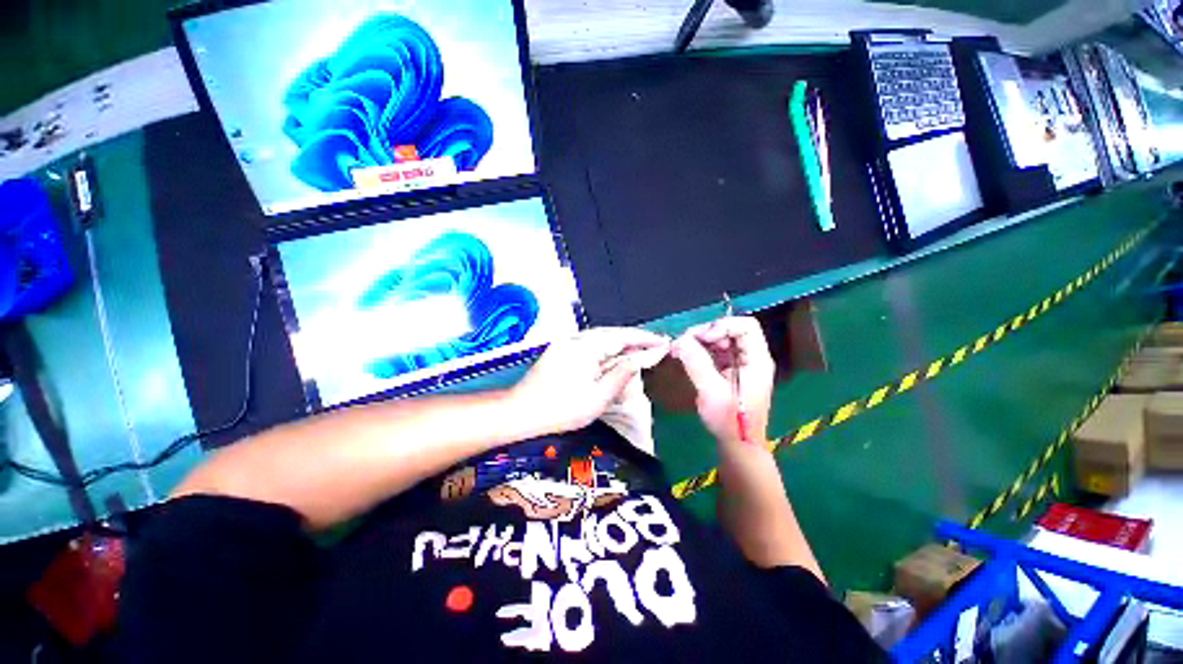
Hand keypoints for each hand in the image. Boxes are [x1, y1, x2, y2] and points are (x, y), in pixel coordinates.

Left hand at [511, 328, 669, 436]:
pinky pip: (591, 343)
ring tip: (642, 350)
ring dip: (622, 343)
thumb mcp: (598, 396)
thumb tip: (643, 357)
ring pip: (602, 337)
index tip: (665, 342)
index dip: (645, 339)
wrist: (520, 412)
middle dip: (636, 339)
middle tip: (657, 345)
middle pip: (613, 333)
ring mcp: (567, 342)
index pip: (623, 337)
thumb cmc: (561, 409)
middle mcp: (577, 338)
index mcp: (587, 346)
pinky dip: (608, 348)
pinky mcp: (562, 349)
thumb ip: (622, 373)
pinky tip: (616, 355)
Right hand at [671, 317, 773, 445]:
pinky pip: (714, 352)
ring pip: (720, 340)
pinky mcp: (729, 371)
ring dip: (699, 341)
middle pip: (730, 331)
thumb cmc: (731, 421)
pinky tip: (685, 355)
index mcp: (757, 360)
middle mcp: (751, 358)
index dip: (722, 326)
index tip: (702, 338)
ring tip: (680, 349)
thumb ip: (697, 363)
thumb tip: (680, 340)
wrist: (737, 446)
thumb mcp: (712, 392)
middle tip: (683, 342)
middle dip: (705, 333)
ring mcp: (740, 364)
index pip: (746, 326)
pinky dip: (699, 351)